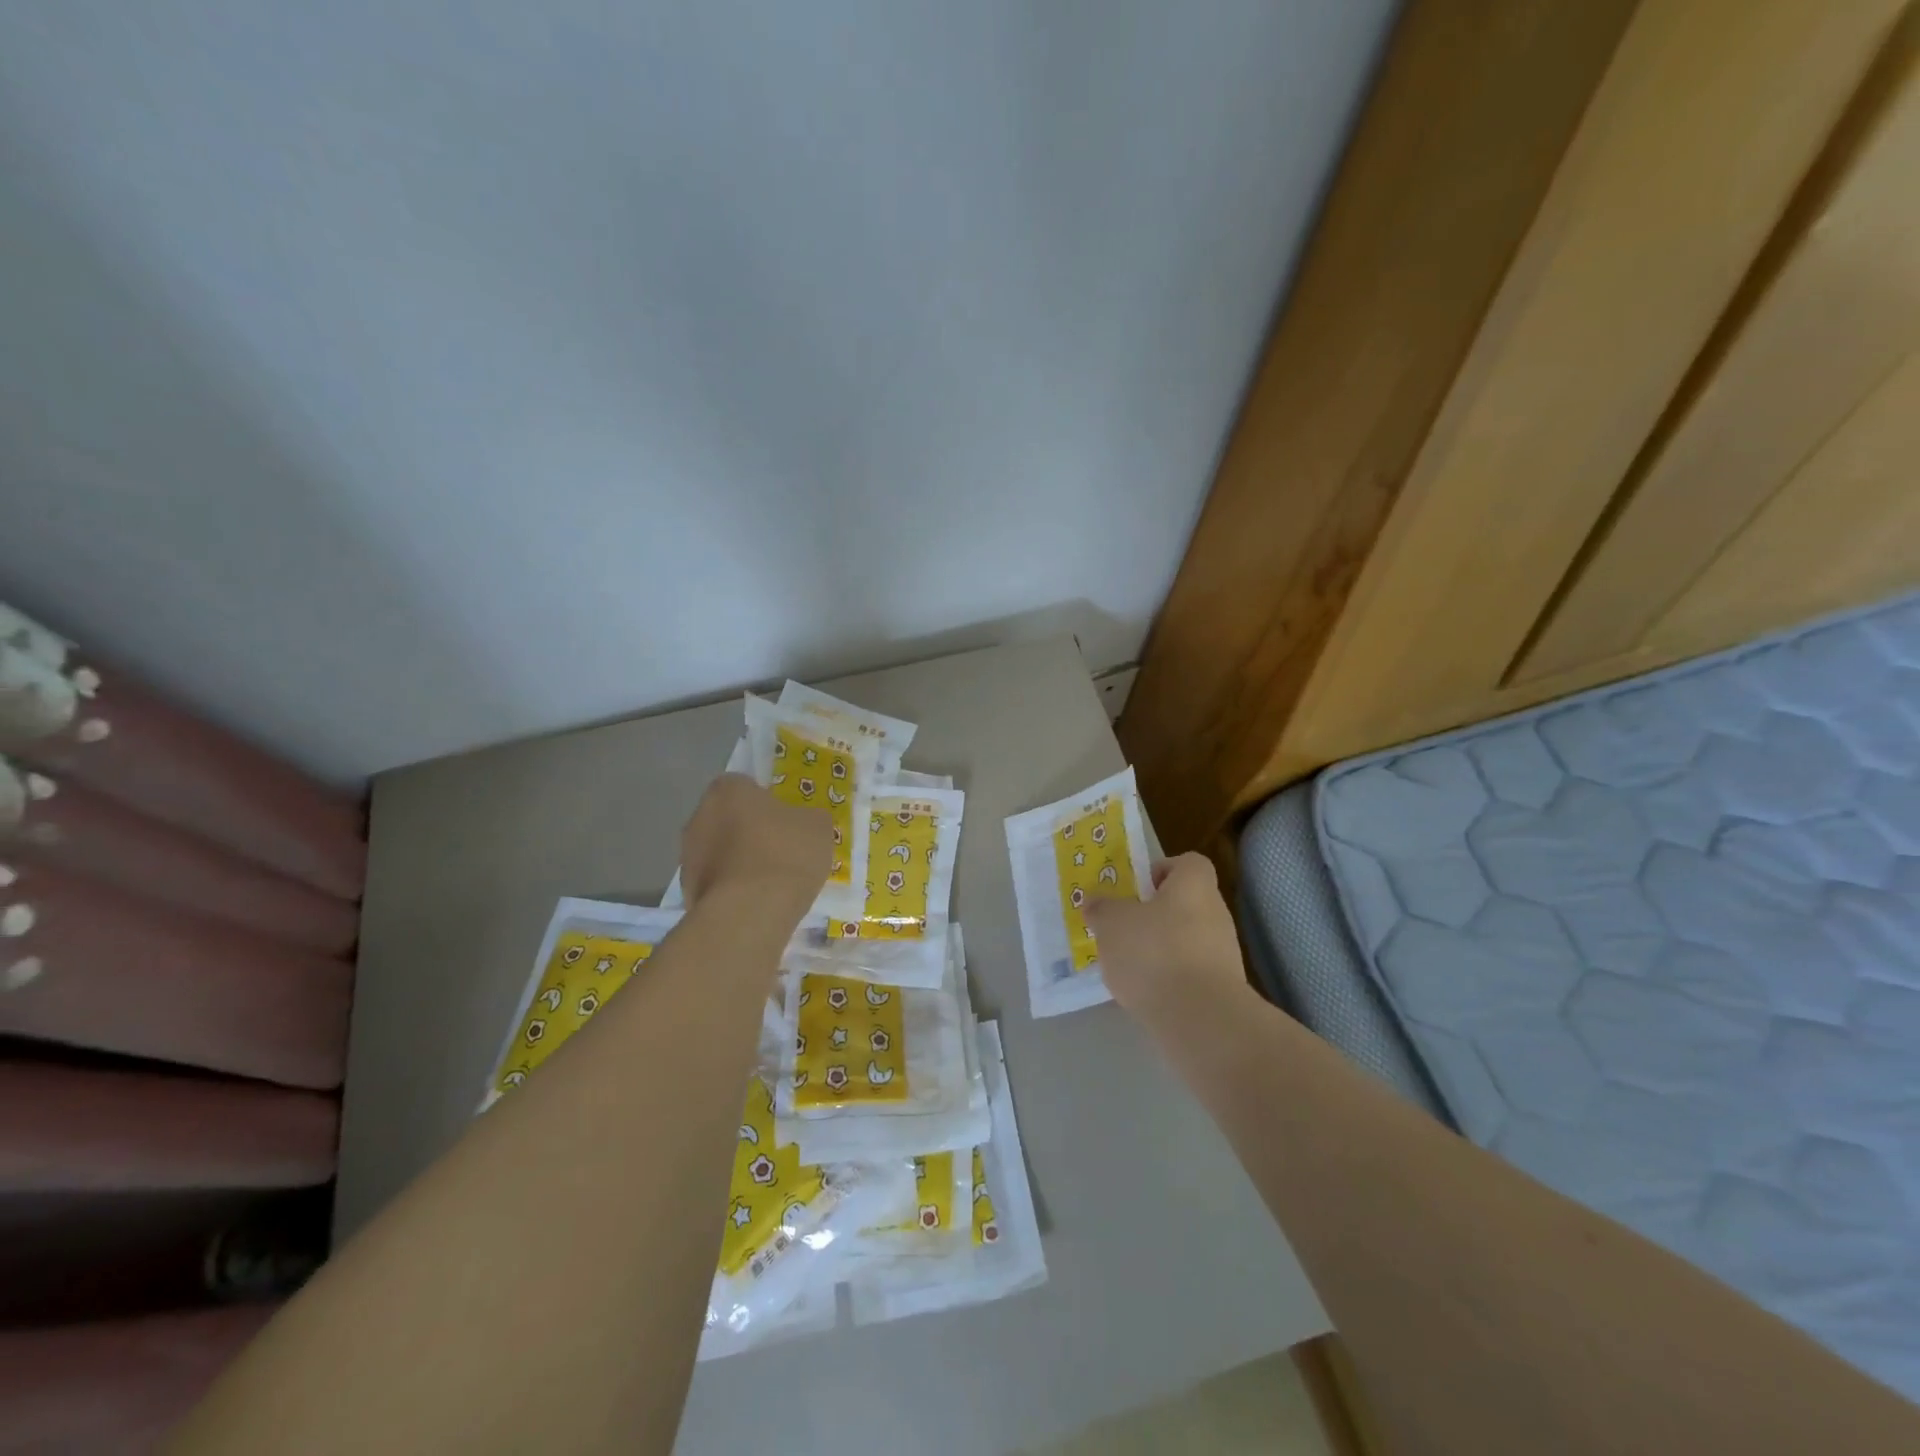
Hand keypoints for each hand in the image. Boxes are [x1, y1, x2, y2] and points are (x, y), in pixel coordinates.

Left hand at [680, 774, 832, 909]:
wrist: (751, 912)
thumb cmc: (785, 854)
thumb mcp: (818, 827)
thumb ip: (807, 818)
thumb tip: (803, 822)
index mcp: (727, 790)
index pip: (744, 786)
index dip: (766, 803)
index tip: (785, 821)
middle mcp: (699, 816)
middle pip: (727, 818)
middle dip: (748, 832)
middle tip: (779, 850)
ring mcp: (688, 856)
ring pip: (718, 852)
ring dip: (738, 862)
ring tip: (768, 883)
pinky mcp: (687, 892)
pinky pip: (715, 883)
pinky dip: (731, 889)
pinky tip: (754, 903)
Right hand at [1083, 852, 1248, 1022]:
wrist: (1201, 1019)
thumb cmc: (1154, 953)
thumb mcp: (1112, 924)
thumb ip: (1101, 908)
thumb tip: (1094, 900)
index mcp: (1194, 885)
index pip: (1187, 863)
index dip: (1162, 870)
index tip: (1137, 889)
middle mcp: (1216, 913)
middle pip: (1184, 903)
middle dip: (1154, 915)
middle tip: (1123, 927)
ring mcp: (1224, 953)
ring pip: (1186, 939)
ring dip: (1160, 948)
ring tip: (1128, 965)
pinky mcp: (1222, 989)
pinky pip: (1190, 972)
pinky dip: (1169, 978)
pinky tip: (1146, 993)